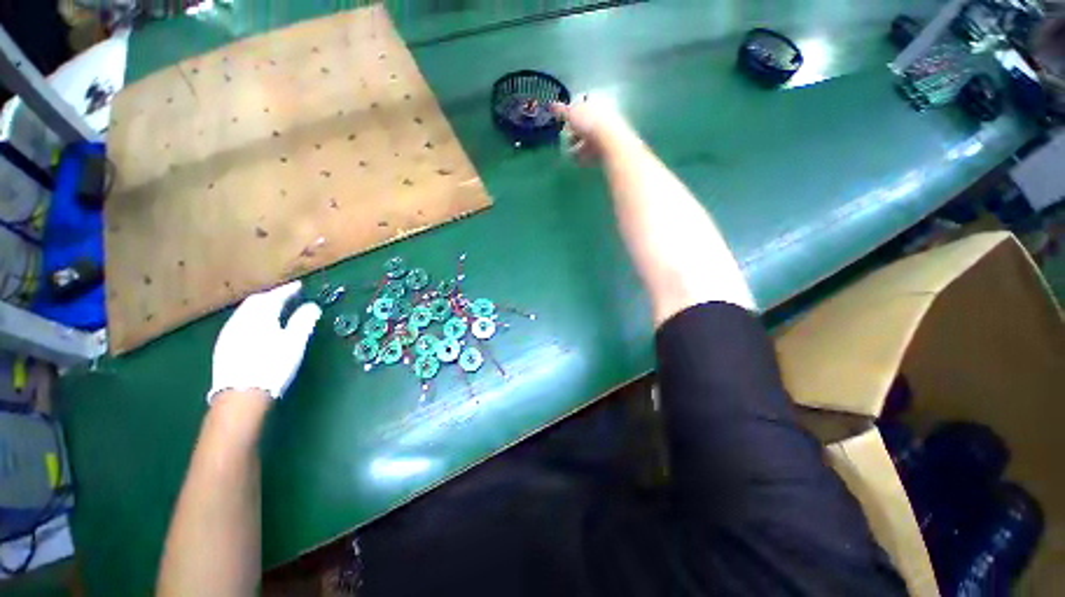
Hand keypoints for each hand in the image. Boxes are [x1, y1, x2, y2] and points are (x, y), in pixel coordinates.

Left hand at [207, 281, 321, 403]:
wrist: (241, 395)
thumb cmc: (272, 366)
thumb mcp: (294, 343)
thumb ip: (303, 321)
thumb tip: (312, 306)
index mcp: (259, 316)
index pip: (274, 296)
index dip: (288, 290)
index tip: (299, 285)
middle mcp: (241, 320)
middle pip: (255, 301)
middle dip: (272, 296)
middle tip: (287, 296)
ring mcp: (229, 333)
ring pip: (245, 312)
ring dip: (260, 307)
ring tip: (273, 309)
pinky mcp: (223, 346)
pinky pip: (238, 322)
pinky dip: (251, 318)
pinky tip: (256, 327)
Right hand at [552, 97, 635, 162]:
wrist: (610, 141)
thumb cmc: (589, 123)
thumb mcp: (572, 114)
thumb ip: (562, 111)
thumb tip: (552, 105)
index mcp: (595, 102)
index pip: (581, 107)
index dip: (571, 115)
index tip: (564, 124)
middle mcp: (603, 114)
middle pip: (585, 124)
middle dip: (574, 134)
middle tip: (566, 141)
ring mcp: (607, 132)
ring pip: (588, 139)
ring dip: (578, 147)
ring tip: (570, 154)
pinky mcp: (608, 147)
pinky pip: (593, 151)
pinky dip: (585, 156)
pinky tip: (579, 161)